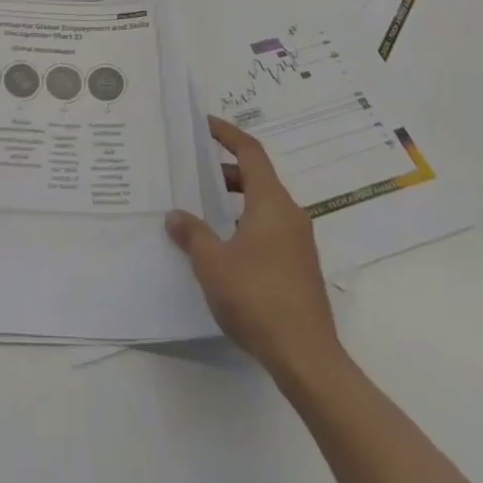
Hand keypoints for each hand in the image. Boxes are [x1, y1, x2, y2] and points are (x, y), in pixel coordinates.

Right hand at [166, 116, 341, 375]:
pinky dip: (245, 226)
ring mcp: (299, 243)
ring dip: (235, 202)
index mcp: (271, 202)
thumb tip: (175, 216)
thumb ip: (192, 234)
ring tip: (203, 212)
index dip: (227, 134)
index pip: (250, 152)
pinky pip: (269, 231)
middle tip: (194, 173)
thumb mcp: (212, 262)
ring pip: (263, 207)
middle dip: (225, 172)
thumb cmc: (257, 297)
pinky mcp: (300, 269)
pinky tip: (223, 249)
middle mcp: (290, 215)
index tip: (205, 125)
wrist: (306, 358)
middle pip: (257, 178)